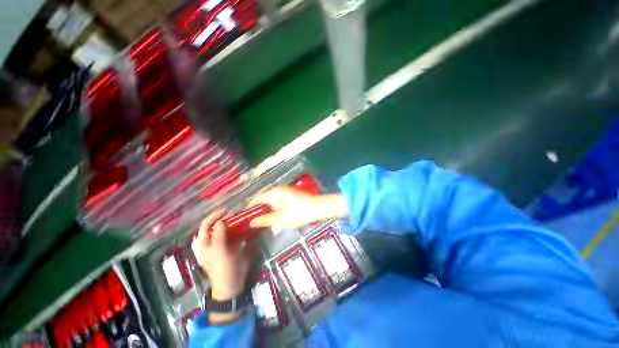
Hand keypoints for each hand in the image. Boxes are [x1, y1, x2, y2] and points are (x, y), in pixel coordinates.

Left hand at [191, 209, 250, 322]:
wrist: (232, 283)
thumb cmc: (222, 269)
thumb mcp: (219, 253)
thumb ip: (218, 236)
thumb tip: (221, 221)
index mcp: (205, 243)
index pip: (206, 225)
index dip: (215, 216)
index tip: (226, 210)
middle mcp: (212, 241)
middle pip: (217, 225)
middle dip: (226, 218)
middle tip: (237, 213)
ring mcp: (223, 244)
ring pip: (228, 229)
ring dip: (235, 223)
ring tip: (243, 217)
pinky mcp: (232, 246)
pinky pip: (236, 234)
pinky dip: (241, 229)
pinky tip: (247, 226)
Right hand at [247, 187, 348, 228]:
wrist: (318, 207)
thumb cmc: (298, 213)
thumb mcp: (280, 219)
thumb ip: (265, 220)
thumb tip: (251, 222)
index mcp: (273, 193)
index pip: (256, 198)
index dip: (249, 208)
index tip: (245, 217)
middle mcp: (278, 189)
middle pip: (263, 198)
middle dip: (258, 209)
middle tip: (253, 220)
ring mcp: (285, 190)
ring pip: (271, 198)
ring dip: (266, 208)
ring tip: (263, 219)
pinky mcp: (291, 193)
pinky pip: (278, 199)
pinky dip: (274, 206)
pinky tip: (275, 214)